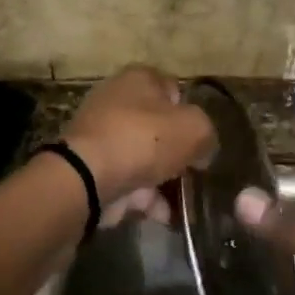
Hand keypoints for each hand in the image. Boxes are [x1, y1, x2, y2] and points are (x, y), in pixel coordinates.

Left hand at [62, 65, 216, 223]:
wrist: (87, 178)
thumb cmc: (144, 140)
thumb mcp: (194, 129)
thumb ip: (207, 134)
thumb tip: (202, 150)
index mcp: (139, 79)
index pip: (174, 90)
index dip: (191, 114)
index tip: (201, 140)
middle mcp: (116, 101)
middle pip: (158, 127)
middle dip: (177, 152)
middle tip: (195, 173)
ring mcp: (101, 136)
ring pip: (144, 158)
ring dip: (164, 181)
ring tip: (185, 204)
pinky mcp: (92, 168)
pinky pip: (128, 182)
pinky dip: (145, 199)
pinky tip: (163, 216)